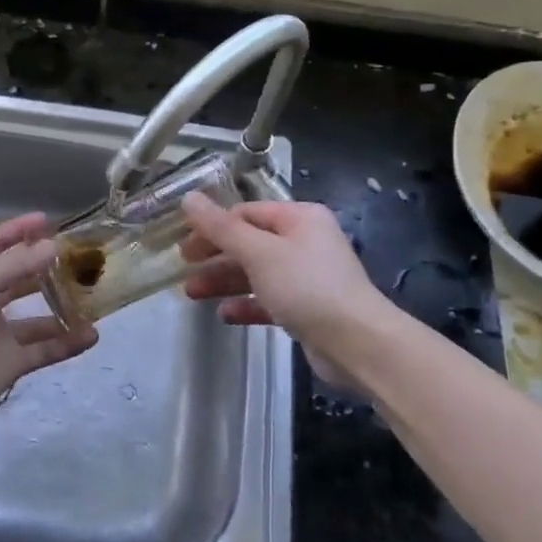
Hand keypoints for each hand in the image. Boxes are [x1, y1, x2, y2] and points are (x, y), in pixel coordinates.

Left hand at [0, 213, 98, 427]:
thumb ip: (19, 263)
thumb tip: (54, 246)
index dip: (18, 230)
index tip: (47, 220)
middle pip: (19, 279)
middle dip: (45, 268)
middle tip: (80, 259)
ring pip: (36, 318)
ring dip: (62, 309)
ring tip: (94, 299)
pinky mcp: (10, 363)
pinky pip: (44, 350)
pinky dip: (66, 343)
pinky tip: (91, 335)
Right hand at [180, 194, 394, 388]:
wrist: (358, 344)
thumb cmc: (307, 287)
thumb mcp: (259, 252)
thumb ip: (221, 227)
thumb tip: (189, 198)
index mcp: (299, 218)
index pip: (246, 213)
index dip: (213, 225)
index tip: (183, 241)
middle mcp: (305, 242)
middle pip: (249, 242)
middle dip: (215, 255)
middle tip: (183, 266)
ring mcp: (307, 277)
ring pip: (256, 273)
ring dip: (223, 281)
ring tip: (191, 293)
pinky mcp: (306, 309)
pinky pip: (268, 300)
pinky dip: (246, 304)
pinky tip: (223, 314)